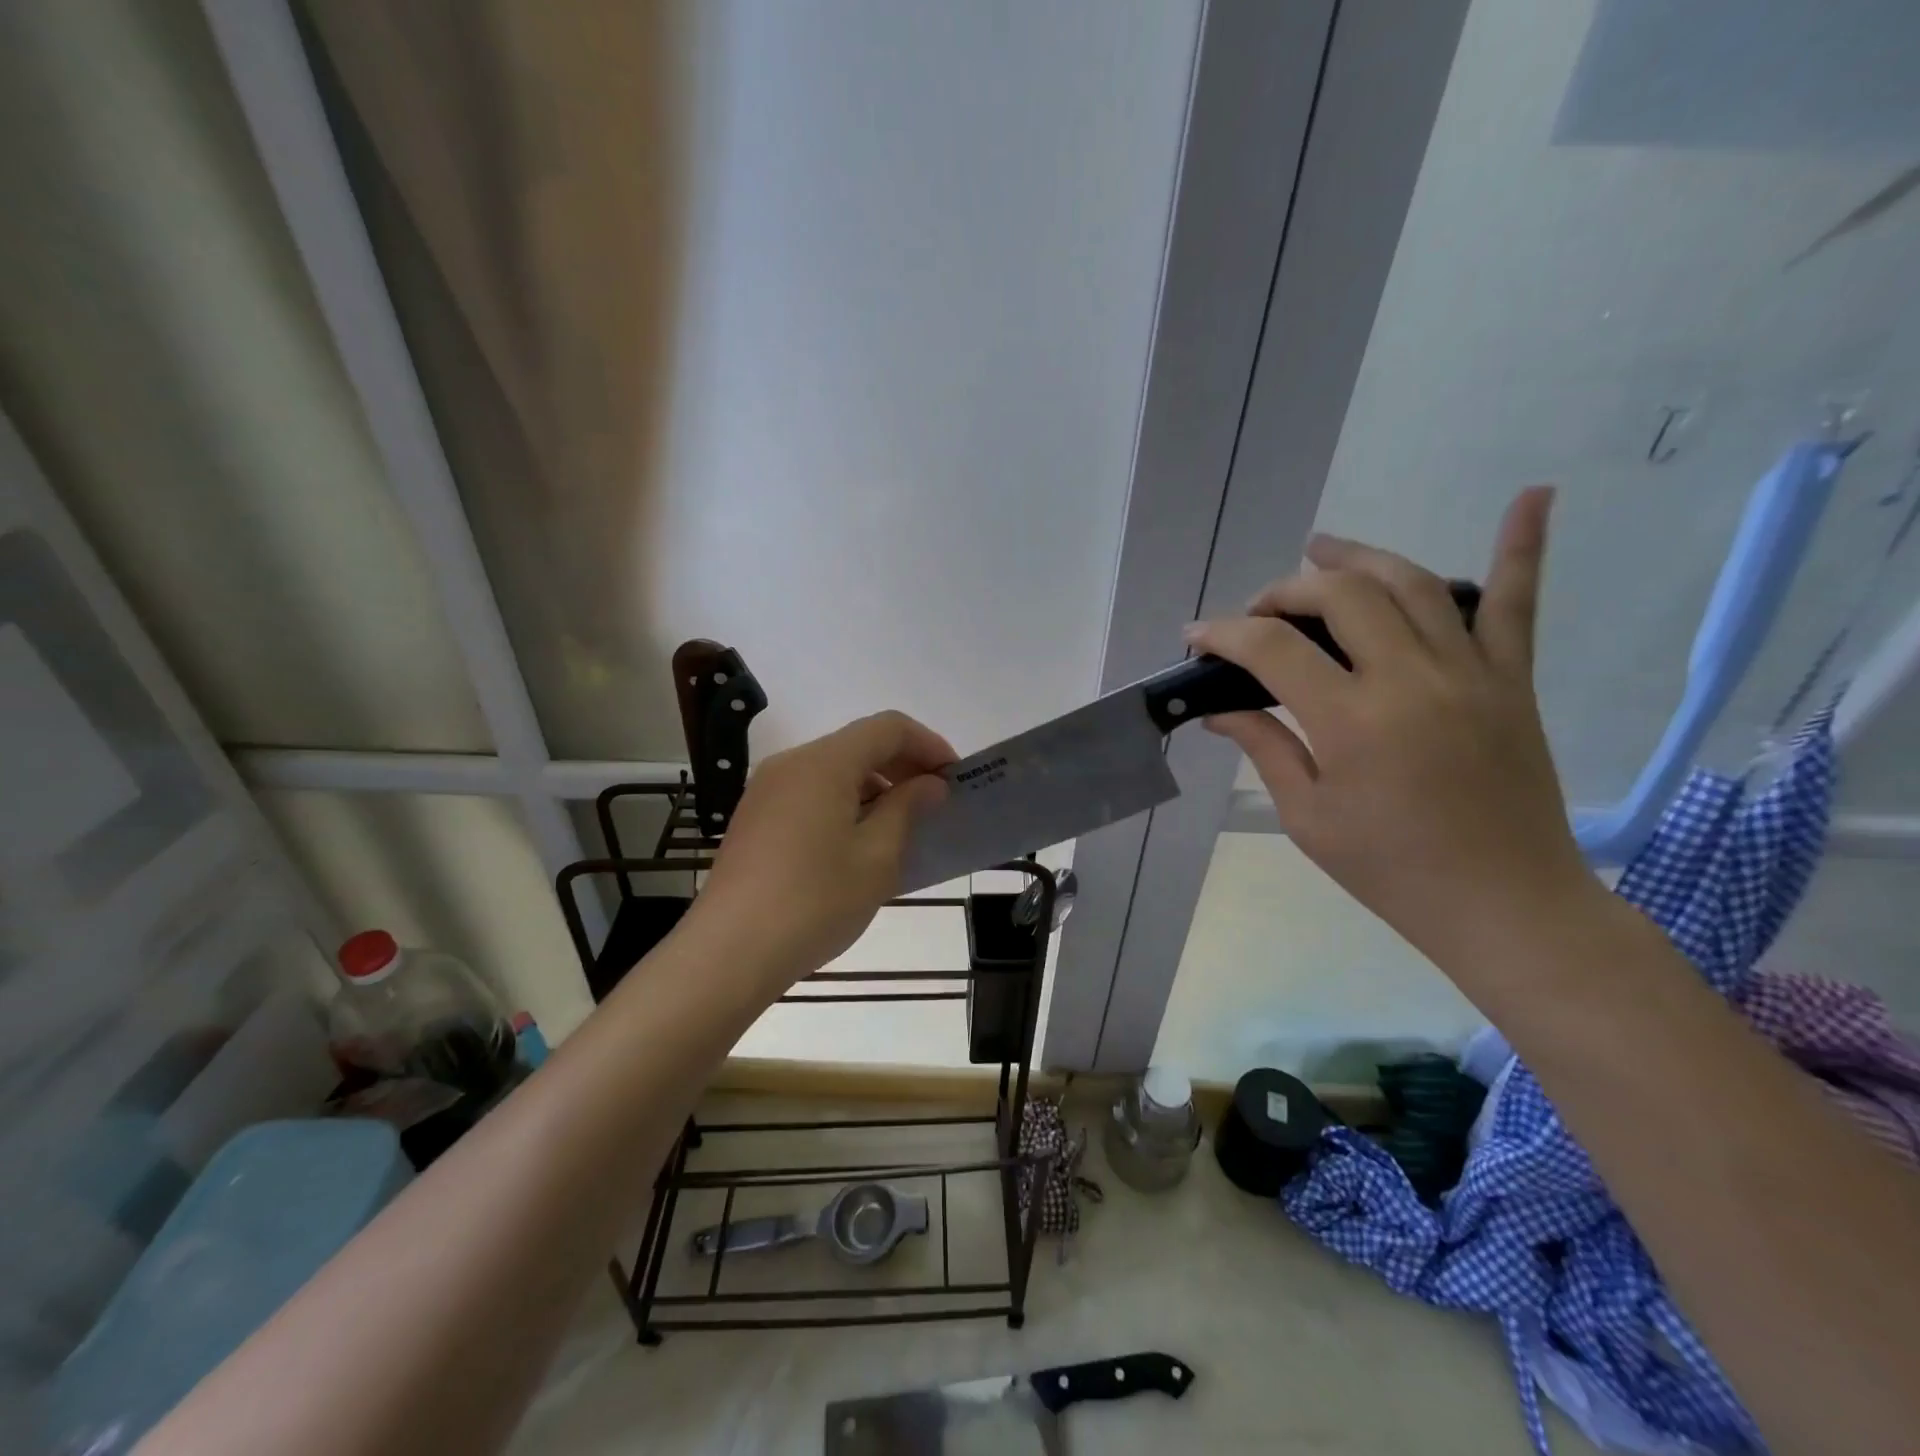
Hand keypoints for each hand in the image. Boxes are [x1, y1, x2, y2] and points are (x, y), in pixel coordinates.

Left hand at [688, 710, 955, 985]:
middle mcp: (791, 763)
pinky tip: (859, 842)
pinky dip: (845, 802)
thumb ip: (907, 808)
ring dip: (875, 785)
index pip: (888, 728)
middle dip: (903, 765)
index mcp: (824, 763)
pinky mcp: (755, 817)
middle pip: (858, 744)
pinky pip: (811, 792)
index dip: (928, 744)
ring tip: (902, 826)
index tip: (954, 778)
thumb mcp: (877, 856)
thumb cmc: (815, 901)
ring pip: (833, 769)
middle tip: (934, 802)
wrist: (730, 952)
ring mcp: (767, 790)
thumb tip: (929, 784)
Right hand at [1184, 487, 1595, 964]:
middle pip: (1338, 595)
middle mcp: (1412, 678)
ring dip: (1357, 557)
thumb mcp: (1308, 817)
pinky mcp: (1513, 679)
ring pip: (1410, 583)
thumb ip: (1264, 747)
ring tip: (1319, 548)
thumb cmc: (1392, 870)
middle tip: (1256, 614)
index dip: (1224, 634)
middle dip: (1282, 592)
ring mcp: (1471, 671)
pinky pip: (1518, 603)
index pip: (1272, 649)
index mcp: (1353, 721)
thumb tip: (1218, 710)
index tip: (1196, 640)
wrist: (1505, 904)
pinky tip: (1533, 495)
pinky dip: (1523, 546)